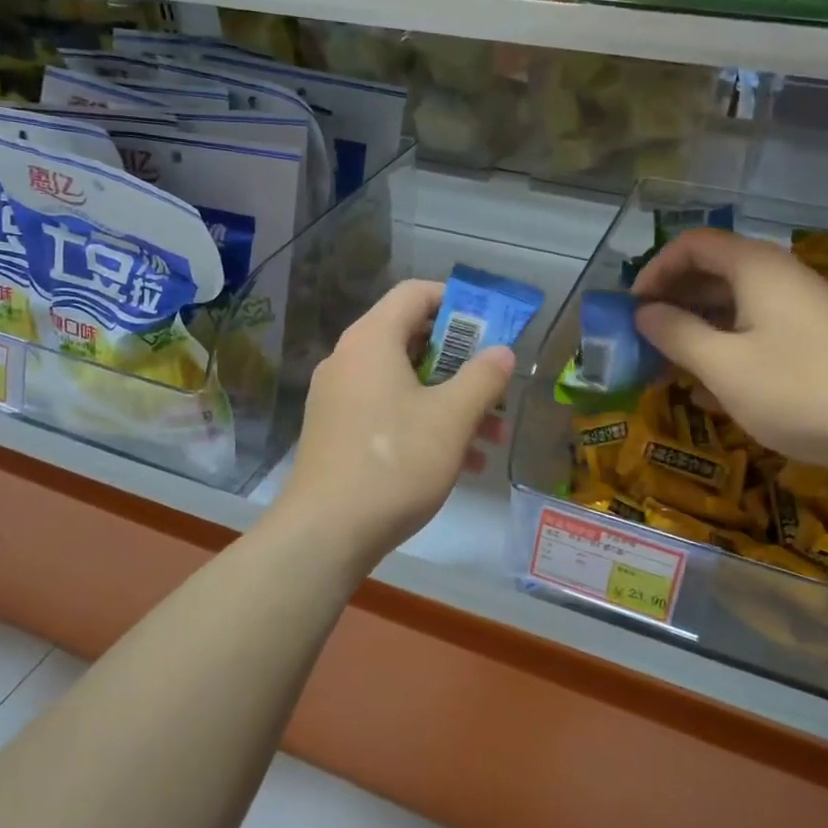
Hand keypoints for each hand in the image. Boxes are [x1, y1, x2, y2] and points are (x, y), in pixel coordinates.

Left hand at [272, 278, 513, 571]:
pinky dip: (423, 423)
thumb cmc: (394, 462)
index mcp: (371, 340)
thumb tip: (502, 352)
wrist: (325, 533)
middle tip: (495, 383)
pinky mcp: (337, 432)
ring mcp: (339, 397)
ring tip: (491, 434)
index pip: (415, 293)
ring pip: (403, 381)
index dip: (456, 301)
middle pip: (411, 338)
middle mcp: (349, 360)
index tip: (490, 326)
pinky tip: (461, 461)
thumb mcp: (451, 418)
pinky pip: (387, 410)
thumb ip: (482, 378)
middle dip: (461, 361)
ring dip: (449, 399)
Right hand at [632, 229, 827, 472]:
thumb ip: (676, 334)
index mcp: (756, 268)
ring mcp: (800, 307)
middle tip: (644, 338)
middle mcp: (779, 276)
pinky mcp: (813, 337)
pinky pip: (756, 327)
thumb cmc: (798, 391)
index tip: (634, 308)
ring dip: (695, 328)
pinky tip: (708, 386)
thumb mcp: (723, 366)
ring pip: (733, 303)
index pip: (693, 244)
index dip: (656, 269)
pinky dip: (725, 345)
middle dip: (673, 301)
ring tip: (668, 365)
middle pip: (713, 271)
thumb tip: (643, 313)